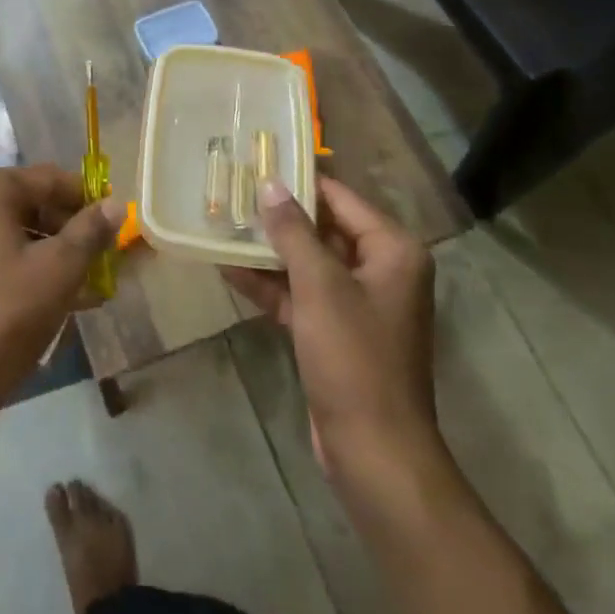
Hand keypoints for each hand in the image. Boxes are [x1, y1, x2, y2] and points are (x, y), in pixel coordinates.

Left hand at [0, 165, 121, 430]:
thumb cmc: (7, 312)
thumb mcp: (60, 269)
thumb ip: (90, 231)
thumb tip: (116, 203)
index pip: (52, 179)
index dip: (89, 200)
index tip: (117, 226)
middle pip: (36, 206)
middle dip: (74, 231)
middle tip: (106, 260)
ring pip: (22, 237)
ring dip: (58, 255)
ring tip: (91, 287)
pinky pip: (4, 261)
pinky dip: (34, 273)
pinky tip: (62, 302)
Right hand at [223, 177, 438, 477]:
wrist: (373, 451)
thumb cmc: (354, 357)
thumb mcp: (319, 286)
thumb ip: (293, 231)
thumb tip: (270, 184)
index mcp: (392, 251)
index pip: (340, 199)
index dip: (300, 181)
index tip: (258, 162)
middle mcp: (380, 270)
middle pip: (324, 229)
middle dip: (279, 216)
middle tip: (232, 190)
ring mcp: (357, 304)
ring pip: (308, 263)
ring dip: (269, 250)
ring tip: (222, 224)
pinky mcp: (336, 333)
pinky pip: (301, 295)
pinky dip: (270, 285)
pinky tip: (228, 269)